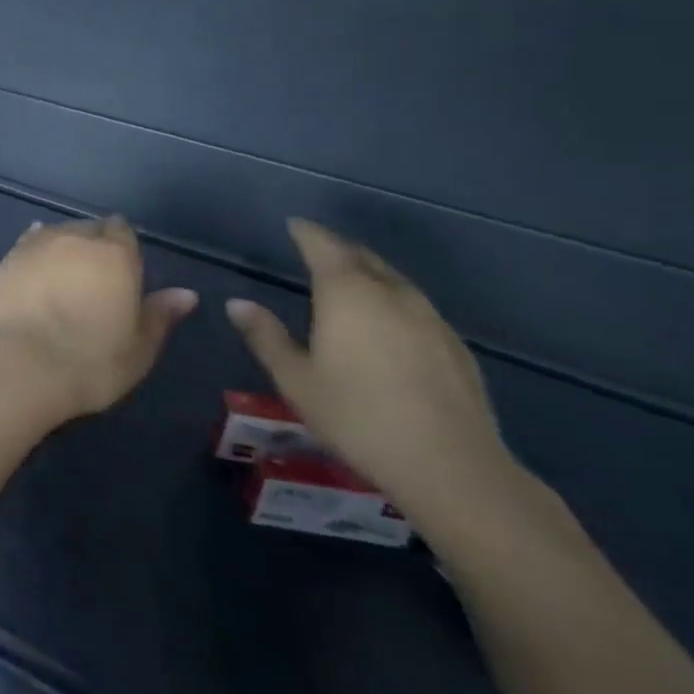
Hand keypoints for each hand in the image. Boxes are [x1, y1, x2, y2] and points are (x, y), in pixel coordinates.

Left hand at [0, 216, 197, 419]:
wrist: (22, 364)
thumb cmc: (92, 361)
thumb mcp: (139, 347)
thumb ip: (160, 314)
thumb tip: (186, 294)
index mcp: (114, 254)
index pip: (122, 231)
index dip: (123, 247)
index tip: (122, 271)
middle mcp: (74, 238)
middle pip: (88, 229)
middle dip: (94, 245)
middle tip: (94, 278)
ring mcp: (36, 245)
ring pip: (56, 234)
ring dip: (63, 248)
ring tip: (64, 276)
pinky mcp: (6, 259)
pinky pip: (27, 245)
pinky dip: (35, 254)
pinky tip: (35, 265)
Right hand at [226, 219, 514, 514]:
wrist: (453, 469)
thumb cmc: (358, 417)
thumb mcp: (296, 379)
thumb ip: (265, 336)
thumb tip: (236, 303)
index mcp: (347, 293)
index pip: (323, 246)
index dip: (306, 232)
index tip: (293, 224)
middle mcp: (391, 294)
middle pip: (363, 258)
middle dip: (338, 249)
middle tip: (318, 249)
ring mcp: (430, 319)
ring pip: (394, 281)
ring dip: (370, 273)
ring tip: (352, 281)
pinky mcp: (456, 348)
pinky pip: (417, 307)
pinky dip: (394, 301)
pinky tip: (390, 325)